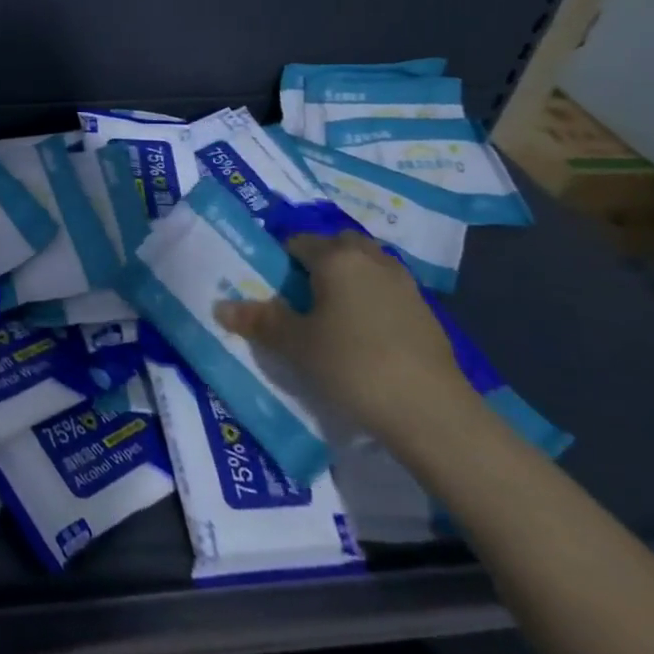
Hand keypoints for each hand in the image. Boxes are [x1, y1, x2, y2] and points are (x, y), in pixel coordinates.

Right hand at [213, 230, 473, 444]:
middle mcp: (371, 259)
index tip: (270, 287)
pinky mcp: (425, 312)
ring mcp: (404, 284)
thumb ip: (259, 320)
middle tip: (299, 295)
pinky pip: (386, 290)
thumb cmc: (352, 365)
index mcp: (336, 257)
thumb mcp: (295, 344)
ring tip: (329, 314)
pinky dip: (370, 299)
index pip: (297, 241)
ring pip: (366, 265)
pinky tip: (362, 335)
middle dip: (317, 261)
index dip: (279, 260)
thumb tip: (221, 306)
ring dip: (347, 278)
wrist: (432, 412)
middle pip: (337, 245)